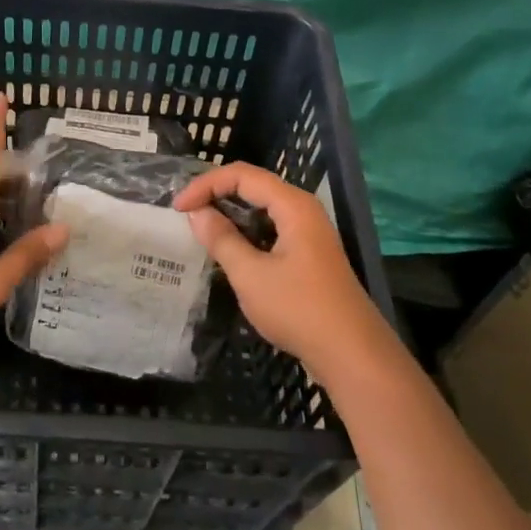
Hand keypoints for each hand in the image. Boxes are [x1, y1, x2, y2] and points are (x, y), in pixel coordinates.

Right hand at [172, 163, 387, 383]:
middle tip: (186, 213)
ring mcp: (309, 232)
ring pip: (263, 207)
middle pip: (253, 185)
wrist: (352, 354)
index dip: (206, 184)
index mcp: (293, 205)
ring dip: (231, 212)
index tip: (178, 208)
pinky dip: (246, 230)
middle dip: (216, 193)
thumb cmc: (299, 310)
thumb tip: (197, 213)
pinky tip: (229, 248)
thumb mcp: (251, 275)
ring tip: (201, 228)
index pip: (242, 175)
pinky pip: (271, 227)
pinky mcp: (309, 253)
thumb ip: (221, 239)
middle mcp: (303, 210)